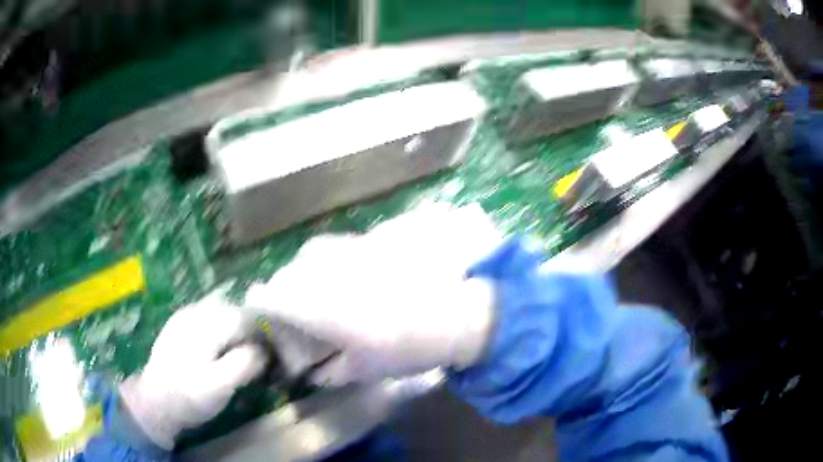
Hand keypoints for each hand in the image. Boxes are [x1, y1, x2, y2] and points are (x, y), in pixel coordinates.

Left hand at [119, 295, 265, 448]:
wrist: (155, 401)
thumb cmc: (189, 396)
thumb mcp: (220, 387)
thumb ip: (243, 364)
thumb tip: (261, 349)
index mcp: (204, 326)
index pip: (244, 317)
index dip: (264, 332)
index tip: (273, 353)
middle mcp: (194, 312)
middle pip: (233, 310)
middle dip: (251, 329)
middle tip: (260, 354)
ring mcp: (184, 316)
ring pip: (220, 311)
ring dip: (236, 327)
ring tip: (242, 351)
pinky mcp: (179, 324)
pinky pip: (208, 316)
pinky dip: (222, 328)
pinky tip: (220, 347)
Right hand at [245, 203, 501, 385]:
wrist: (456, 308)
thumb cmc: (407, 345)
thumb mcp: (364, 370)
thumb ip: (330, 372)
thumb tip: (316, 372)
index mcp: (312, 304)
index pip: (263, 297)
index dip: (258, 313)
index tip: (268, 329)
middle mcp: (319, 270)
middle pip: (282, 279)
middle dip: (285, 303)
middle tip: (305, 326)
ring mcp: (343, 249)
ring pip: (305, 260)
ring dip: (307, 283)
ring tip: (328, 305)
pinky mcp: (365, 241)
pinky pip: (331, 251)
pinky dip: (328, 269)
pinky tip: (352, 285)